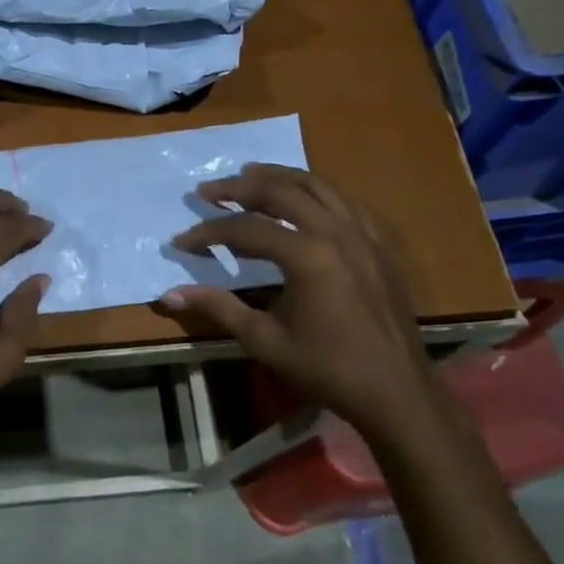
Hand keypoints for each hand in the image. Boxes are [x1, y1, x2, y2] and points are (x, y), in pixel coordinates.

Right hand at [164, 164, 452, 448]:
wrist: (395, 389)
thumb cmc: (326, 367)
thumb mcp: (264, 339)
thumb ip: (218, 307)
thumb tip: (169, 294)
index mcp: (308, 255)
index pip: (246, 228)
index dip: (208, 232)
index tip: (181, 241)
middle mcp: (337, 232)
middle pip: (281, 191)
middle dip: (239, 187)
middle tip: (207, 191)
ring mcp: (364, 234)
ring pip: (317, 185)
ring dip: (279, 177)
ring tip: (249, 174)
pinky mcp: (380, 243)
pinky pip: (346, 201)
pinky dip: (317, 191)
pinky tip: (303, 198)